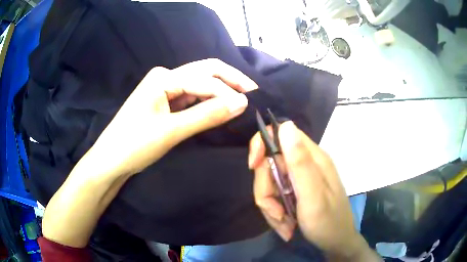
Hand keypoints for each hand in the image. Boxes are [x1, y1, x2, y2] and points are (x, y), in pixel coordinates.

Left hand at [91, 58, 256, 176]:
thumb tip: (241, 103)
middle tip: (254, 92)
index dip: (229, 92)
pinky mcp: (165, 100)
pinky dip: (208, 100)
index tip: (249, 106)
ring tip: (243, 99)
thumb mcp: (172, 131)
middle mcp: (165, 76)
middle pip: (205, 71)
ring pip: (200, 83)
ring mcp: (164, 88)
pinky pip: (192, 95)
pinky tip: (221, 105)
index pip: (205, 80)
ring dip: (221, 89)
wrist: (111, 160)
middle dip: (230, 80)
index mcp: (163, 77)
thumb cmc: (134, 145)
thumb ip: (207, 115)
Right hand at [248, 121, 380, 260]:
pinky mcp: (295, 191)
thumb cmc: (328, 222)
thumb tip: (286, 125)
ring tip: (284, 223)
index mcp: (312, 157)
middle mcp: (305, 164)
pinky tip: (286, 225)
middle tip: (276, 213)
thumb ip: (300, 162)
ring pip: (269, 184)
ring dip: (271, 207)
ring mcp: (299, 179)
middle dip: (266, 190)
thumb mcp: (313, 196)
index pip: (281, 133)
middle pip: (269, 164)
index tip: (253, 166)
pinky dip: (275, 212)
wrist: (336, 243)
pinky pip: (274, 197)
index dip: (262, 145)